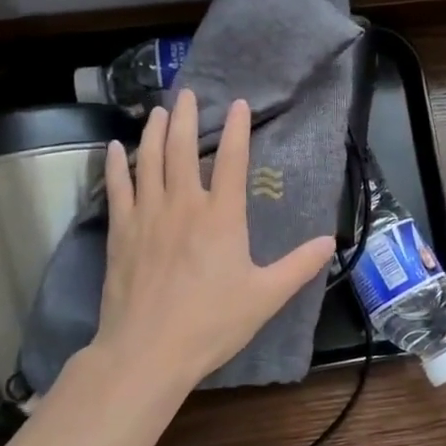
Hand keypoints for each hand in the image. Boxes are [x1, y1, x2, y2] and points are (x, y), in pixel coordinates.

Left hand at [93, 90, 335, 394]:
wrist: (148, 351)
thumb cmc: (212, 322)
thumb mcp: (266, 296)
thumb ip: (299, 266)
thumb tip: (329, 242)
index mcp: (222, 217)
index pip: (232, 160)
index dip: (238, 129)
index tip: (240, 104)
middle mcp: (183, 205)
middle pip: (183, 149)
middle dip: (187, 117)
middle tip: (187, 94)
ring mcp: (148, 216)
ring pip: (150, 161)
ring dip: (155, 132)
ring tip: (158, 111)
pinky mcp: (120, 233)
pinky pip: (117, 188)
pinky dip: (117, 164)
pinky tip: (115, 147)